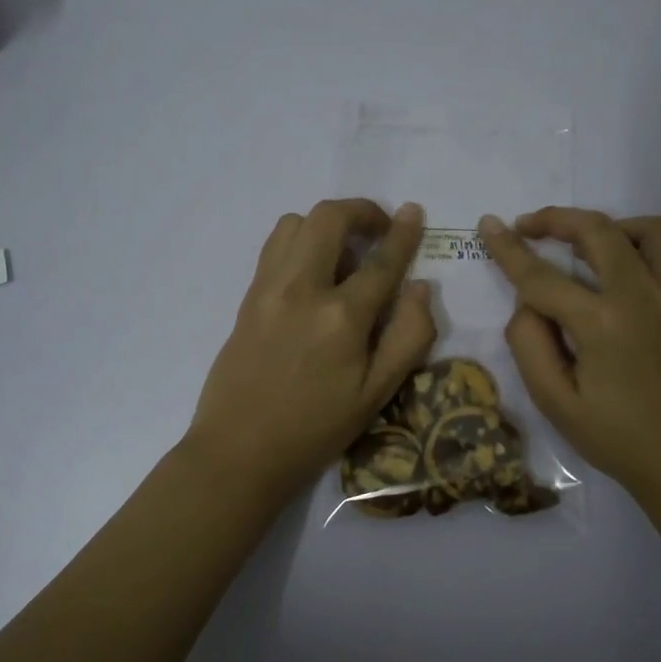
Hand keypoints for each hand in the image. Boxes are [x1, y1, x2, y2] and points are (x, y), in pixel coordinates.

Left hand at [188, 199, 436, 500]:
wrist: (240, 451)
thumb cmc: (316, 429)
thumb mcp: (377, 394)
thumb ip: (409, 337)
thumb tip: (420, 287)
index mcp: (341, 317)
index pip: (380, 260)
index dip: (403, 233)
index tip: (414, 212)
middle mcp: (302, 289)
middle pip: (328, 218)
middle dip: (360, 211)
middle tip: (379, 230)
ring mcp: (267, 289)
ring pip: (295, 223)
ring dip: (326, 224)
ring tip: (343, 253)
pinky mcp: (247, 298)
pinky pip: (273, 247)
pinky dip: (299, 241)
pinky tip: (312, 272)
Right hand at [479, 208, 660, 506]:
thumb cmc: (618, 439)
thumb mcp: (556, 404)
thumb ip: (530, 345)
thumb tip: (527, 304)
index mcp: (601, 323)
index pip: (542, 276)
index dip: (509, 248)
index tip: (488, 224)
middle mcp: (644, 296)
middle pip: (598, 231)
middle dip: (557, 219)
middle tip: (530, 226)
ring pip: (653, 230)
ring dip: (614, 226)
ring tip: (591, 245)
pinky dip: (658, 251)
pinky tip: (639, 270)